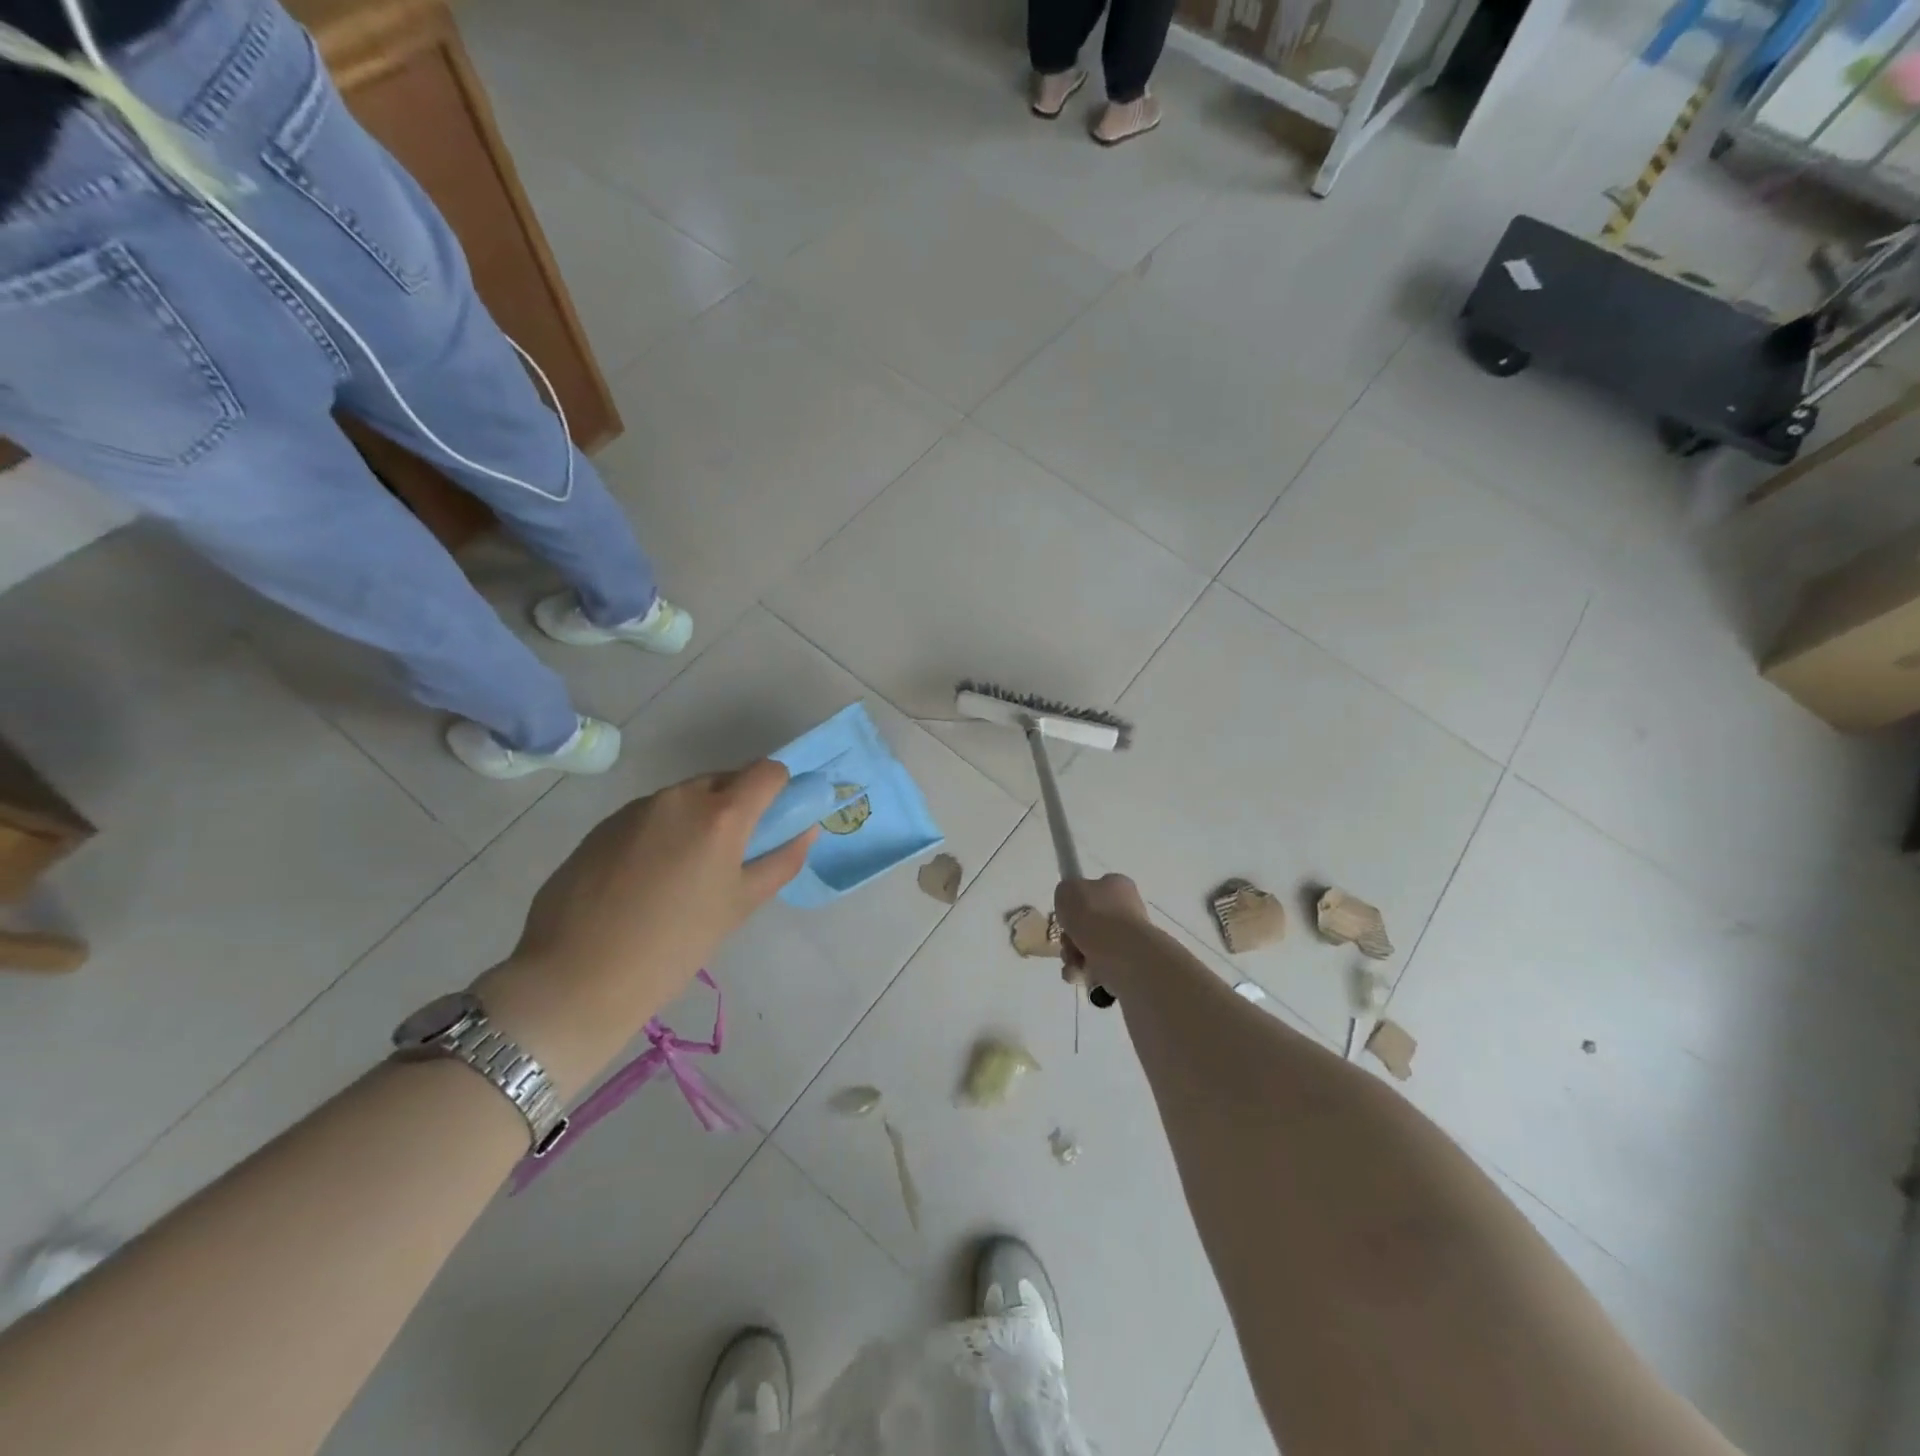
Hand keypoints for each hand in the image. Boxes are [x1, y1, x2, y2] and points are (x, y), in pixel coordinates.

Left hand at [515, 760, 815, 991]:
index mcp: (721, 814)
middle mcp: (679, 797)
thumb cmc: (675, 946)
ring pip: (685, 798)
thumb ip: (781, 862)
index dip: (780, 788)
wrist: (576, 976)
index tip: (775, 820)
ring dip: (698, 819)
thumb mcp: (740, 906)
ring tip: (684, 874)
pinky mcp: (603, 825)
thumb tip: (806, 831)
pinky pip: (650, 815)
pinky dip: (662, 832)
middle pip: (724, 780)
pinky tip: (647, 879)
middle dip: (737, 806)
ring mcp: (636, 808)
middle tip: (731, 856)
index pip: (767, 771)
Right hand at [1054, 873, 1151, 985]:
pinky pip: (1098, 968)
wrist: (1121, 954)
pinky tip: (1080, 974)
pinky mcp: (1129, 966)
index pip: (1094, 890)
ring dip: (1073, 956)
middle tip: (1067, 941)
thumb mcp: (1067, 891)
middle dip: (1070, 936)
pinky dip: (1084, 972)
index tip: (1066, 914)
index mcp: (1117, 887)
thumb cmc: (1094, 915)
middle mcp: (1127, 911)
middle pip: (1089, 923)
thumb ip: (1065, 893)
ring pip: (1090, 948)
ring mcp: (1130, 940)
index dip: (1076, 903)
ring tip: (1073, 962)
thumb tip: (1071, 906)